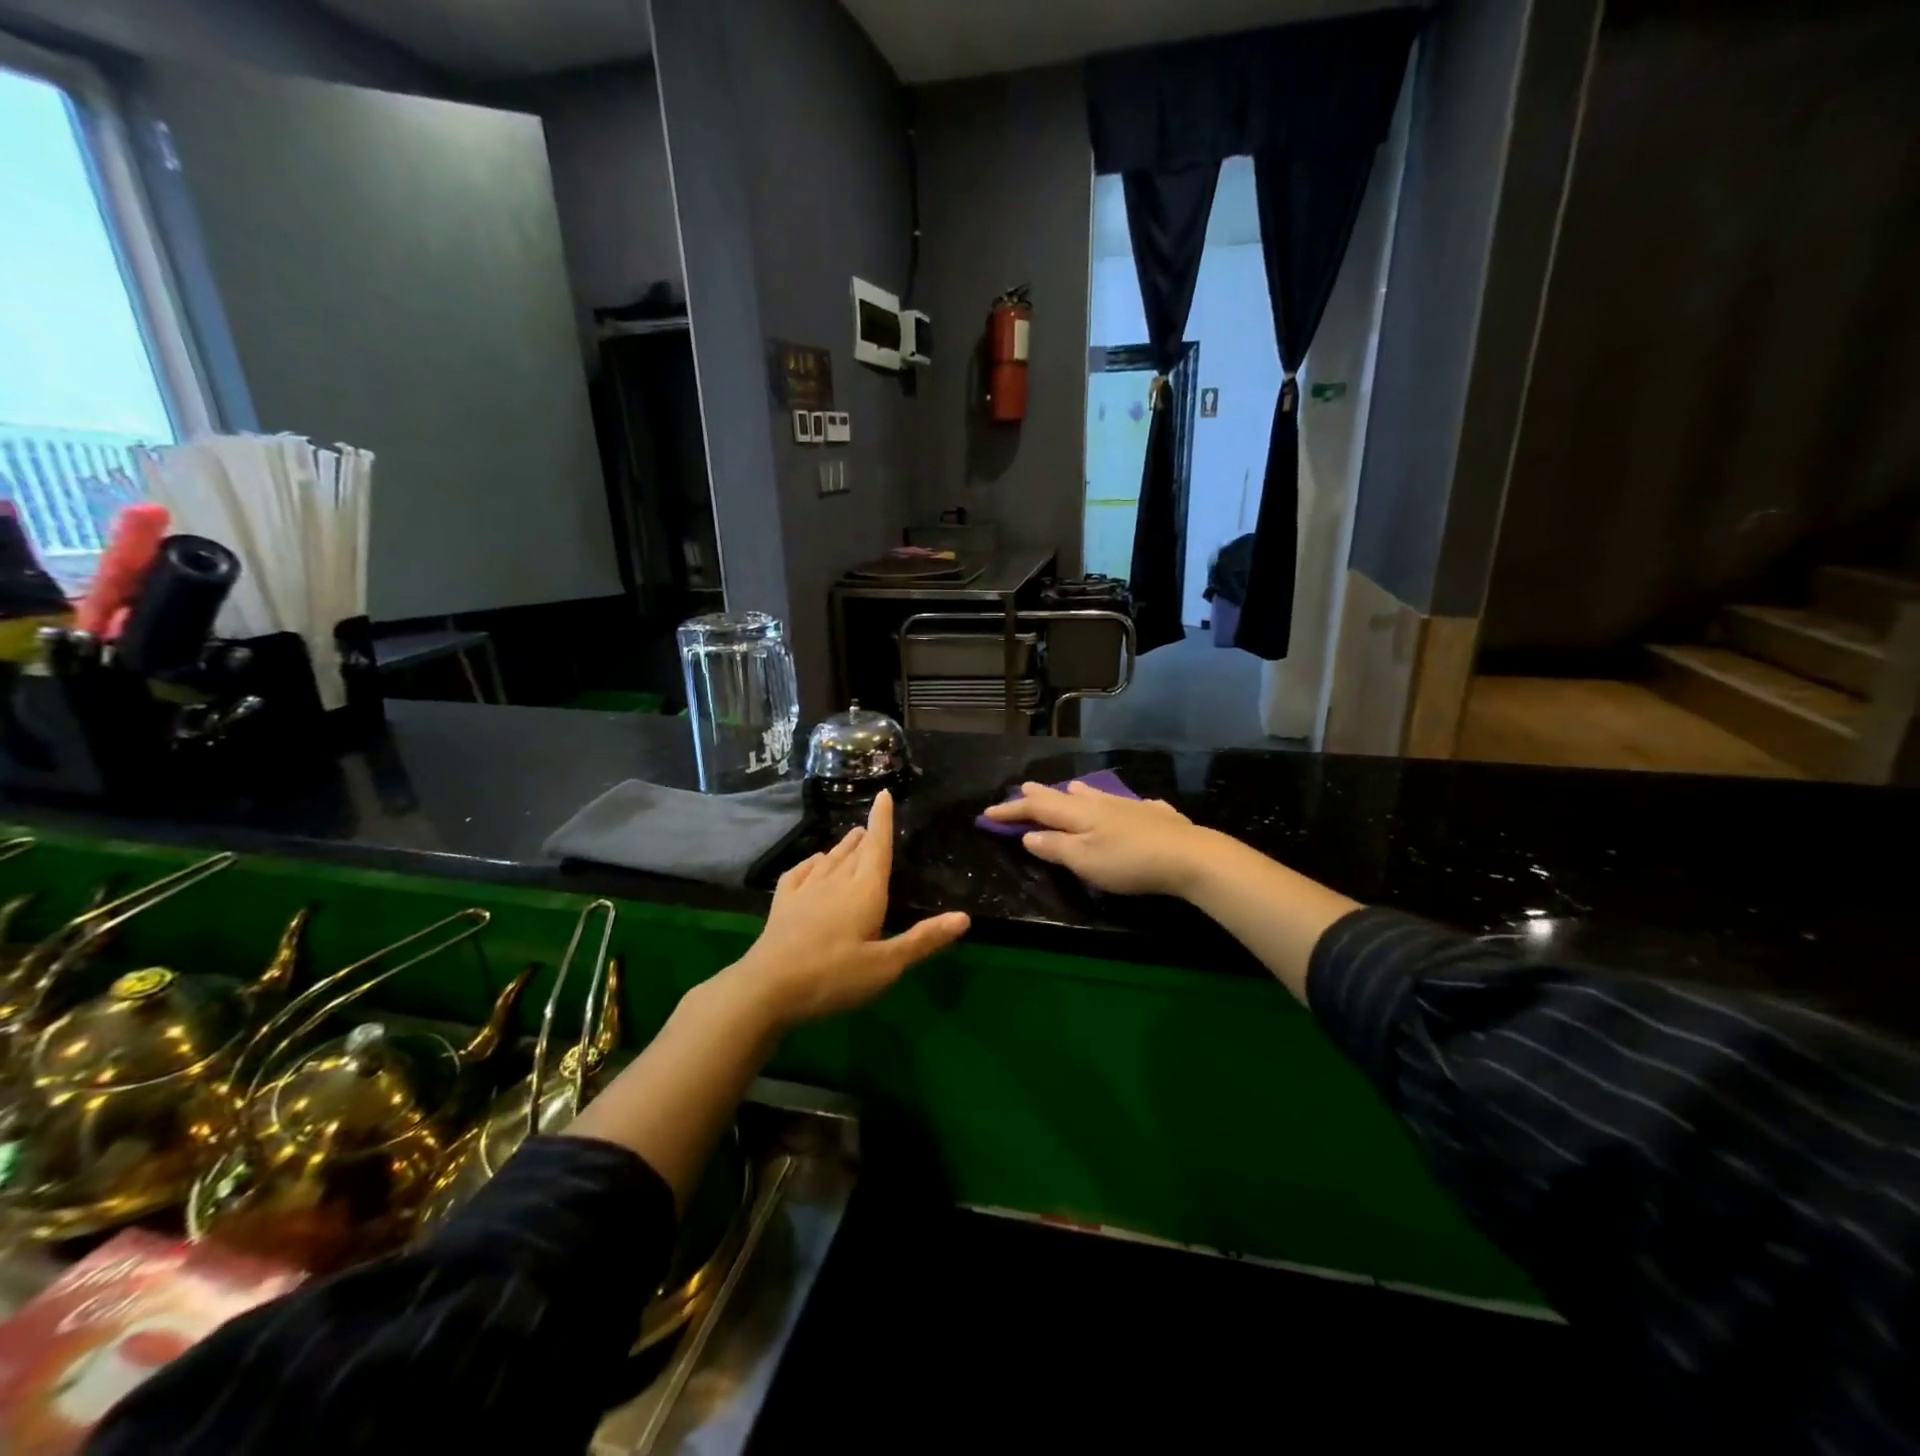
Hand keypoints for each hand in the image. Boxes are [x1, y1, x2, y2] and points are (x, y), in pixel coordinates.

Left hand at [727, 789, 969, 1028]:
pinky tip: (813, 863)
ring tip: (851, 838)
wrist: (767, 988)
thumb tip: (964, 917)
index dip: (882, 820)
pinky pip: (800, 872)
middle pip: (854, 850)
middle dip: (865, 836)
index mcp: (865, 890)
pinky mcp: (783, 904)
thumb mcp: (886, 966)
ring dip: (842, 846)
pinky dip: (811, 862)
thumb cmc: (833, 977)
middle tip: (870, 826)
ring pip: (829, 858)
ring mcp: (806, 890)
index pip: (877, 846)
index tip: (883, 794)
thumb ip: (923, 940)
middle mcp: (836, 881)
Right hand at [982, 781, 1210, 896]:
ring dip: (1078, 794)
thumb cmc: (1127, 862)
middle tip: (1024, 788)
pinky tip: (1131, 806)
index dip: (1012, 810)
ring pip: (1097, 796)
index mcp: (1079, 814)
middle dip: (1041, 796)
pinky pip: (1132, 805)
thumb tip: (1029, 835)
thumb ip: (1055, 847)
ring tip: (1070, 789)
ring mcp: (1130, 807)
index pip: (1037, 809)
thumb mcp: (1083, 861)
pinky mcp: (1156, 816)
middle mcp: (1101, 804)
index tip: (989, 813)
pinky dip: (1120, 805)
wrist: (1188, 856)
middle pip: (1064, 797)